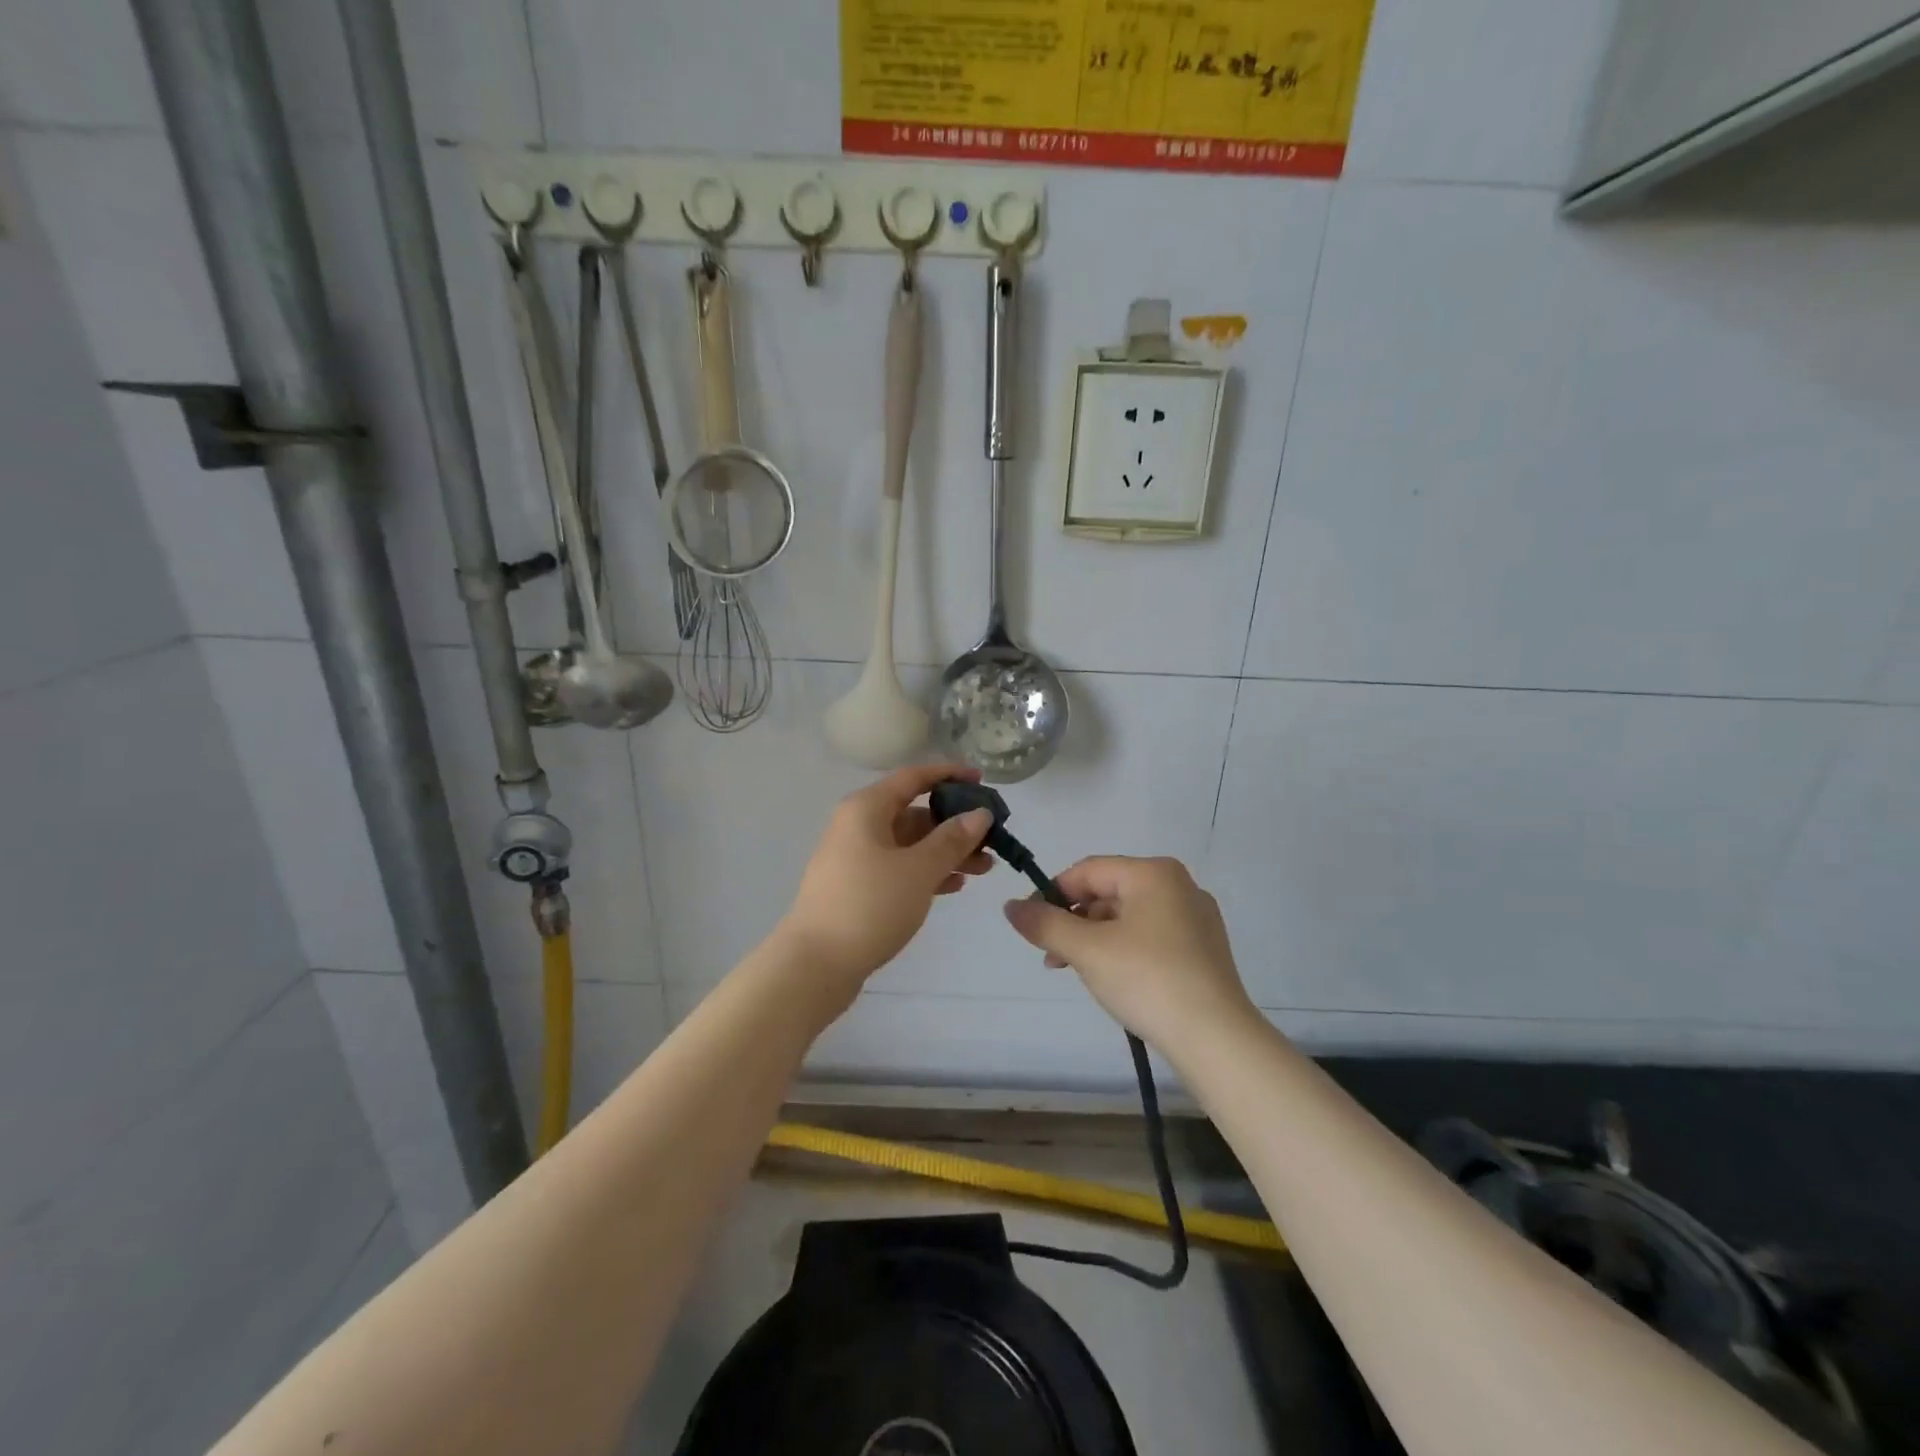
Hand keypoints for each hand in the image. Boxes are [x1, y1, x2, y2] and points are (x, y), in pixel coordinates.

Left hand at [780, 764, 995, 1001]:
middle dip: (955, 824)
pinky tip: (954, 887)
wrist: (815, 965)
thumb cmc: (869, 905)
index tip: (983, 780)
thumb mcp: (918, 869)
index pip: (913, 777)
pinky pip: (899, 868)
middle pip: (914, 813)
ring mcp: (855, 858)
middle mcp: (858, 826)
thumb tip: (979, 814)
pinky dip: (926, 872)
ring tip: (983, 869)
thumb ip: (952, 839)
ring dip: (946, 852)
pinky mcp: (857, 888)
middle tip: (992, 839)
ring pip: (909, 844)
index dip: (949, 774)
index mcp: (867, 809)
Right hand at [1002, 856, 1255, 1050]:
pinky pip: (1151, 935)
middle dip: (1074, 921)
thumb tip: (1010, 906)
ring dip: (1095, 938)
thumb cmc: (1147, 979)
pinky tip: (1114, 979)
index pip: (1087, 870)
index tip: (1032, 927)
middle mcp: (1178, 885)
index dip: (1052, 894)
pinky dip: (1124, 949)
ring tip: (1077, 971)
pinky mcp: (1204, 948)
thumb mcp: (1086, 950)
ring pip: (1129, 916)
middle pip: (1109, 891)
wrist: (1216, 1038)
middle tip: (1052, 957)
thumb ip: (1044, 924)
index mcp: (1153, 873)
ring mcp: (1196, 917)